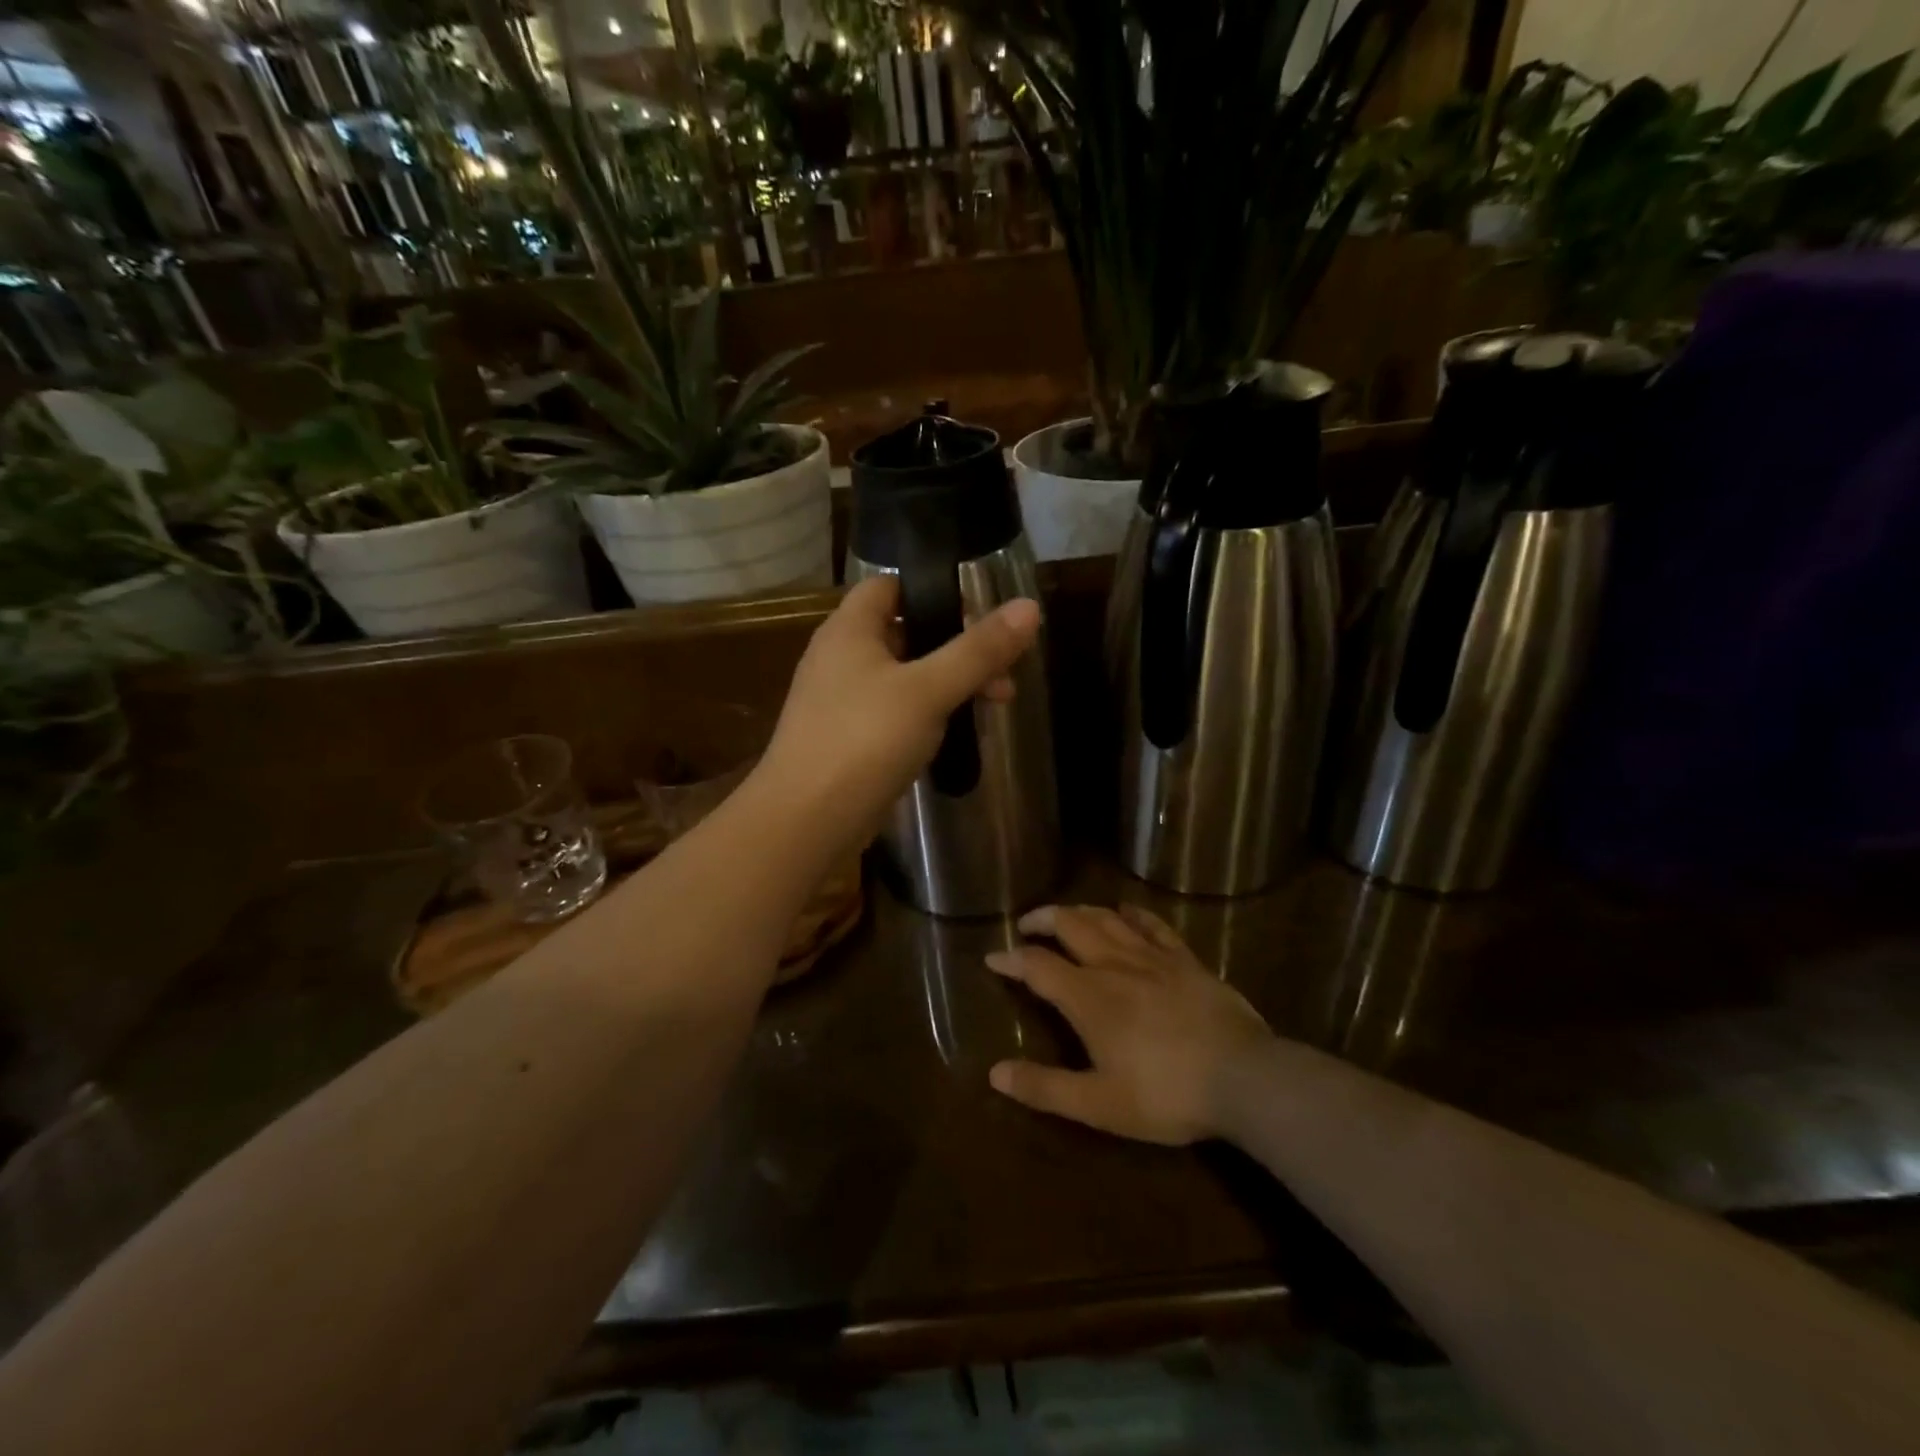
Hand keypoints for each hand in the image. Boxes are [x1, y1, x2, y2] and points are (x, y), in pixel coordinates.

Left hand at [757, 575, 1040, 849]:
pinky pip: (895, 711)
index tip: (979, 607)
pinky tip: (958, 731)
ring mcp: (842, 700)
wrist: (806, 820)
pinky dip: (927, 713)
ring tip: (997, 700)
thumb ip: (978, 650)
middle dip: (956, 644)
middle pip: (905, 631)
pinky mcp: (848, 739)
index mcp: (849, 629)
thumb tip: (1030, 607)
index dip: (932, 588)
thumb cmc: (864, 739)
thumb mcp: (929, 690)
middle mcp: (840, 657)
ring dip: (948, 681)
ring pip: (904, 676)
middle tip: (1003, 667)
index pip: (889, 585)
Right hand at [987, 904, 1274, 1144]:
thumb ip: (1045, 1087)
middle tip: (1026, 925)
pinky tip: (1124, 910)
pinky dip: (1132, 913)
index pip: (1037, 965)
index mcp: (1088, 997)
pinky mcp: (1184, 959)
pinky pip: (1152, 924)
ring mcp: (1152, 957)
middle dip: (1042, 919)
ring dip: (1079, 911)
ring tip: (1065, 915)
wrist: (1243, 1078)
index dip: (1011, 959)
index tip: (992, 958)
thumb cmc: (1165, 1094)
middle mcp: (1114, 965)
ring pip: (1106, 919)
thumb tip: (995, 1073)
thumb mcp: (1098, 1104)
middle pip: (1070, 925)